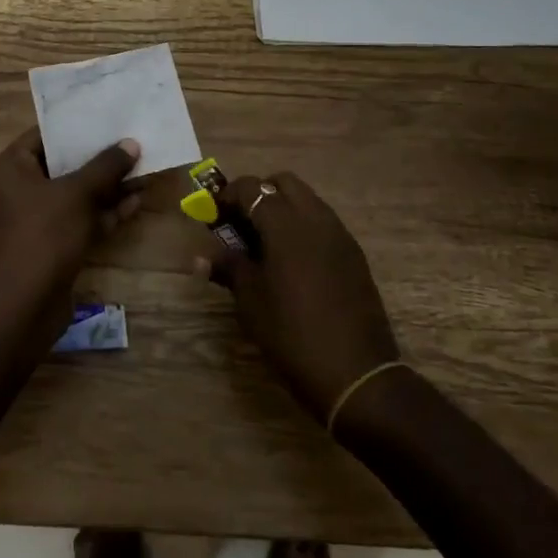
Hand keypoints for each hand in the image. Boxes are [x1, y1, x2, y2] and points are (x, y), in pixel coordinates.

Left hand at [0, 127, 140, 337]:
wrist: (23, 305)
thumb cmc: (44, 235)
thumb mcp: (77, 193)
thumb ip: (105, 166)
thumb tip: (130, 144)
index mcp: (10, 168)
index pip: (44, 136)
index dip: (76, 127)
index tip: (107, 117)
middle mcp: (17, 190)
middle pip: (63, 166)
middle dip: (99, 159)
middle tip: (131, 143)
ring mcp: (34, 221)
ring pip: (75, 195)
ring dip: (107, 187)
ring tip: (143, 171)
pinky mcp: (50, 246)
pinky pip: (78, 220)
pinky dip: (103, 213)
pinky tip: (135, 203)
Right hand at [200, 171, 399, 422]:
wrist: (355, 374)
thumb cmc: (292, 334)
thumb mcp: (251, 301)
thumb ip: (228, 267)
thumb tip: (202, 257)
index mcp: (285, 225)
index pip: (251, 188)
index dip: (228, 196)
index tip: (215, 216)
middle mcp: (315, 218)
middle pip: (284, 183)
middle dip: (260, 194)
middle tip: (243, 224)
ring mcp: (340, 235)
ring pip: (307, 200)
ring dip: (284, 209)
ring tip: (266, 244)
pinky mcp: (354, 254)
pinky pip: (324, 223)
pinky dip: (304, 227)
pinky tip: (294, 263)